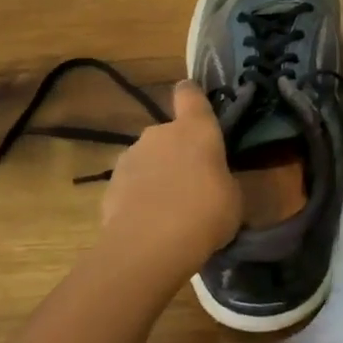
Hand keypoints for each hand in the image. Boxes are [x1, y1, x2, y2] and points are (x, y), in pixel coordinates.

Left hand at [97, 83, 241, 276]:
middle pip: (170, 133)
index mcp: (196, 128)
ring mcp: (130, 157)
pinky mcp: (110, 186)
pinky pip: (131, 185)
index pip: (190, 94)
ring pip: (148, 159)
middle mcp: (160, 133)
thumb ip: (222, 179)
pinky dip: (139, 197)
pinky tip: (149, 223)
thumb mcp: (233, 197)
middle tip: (192, 181)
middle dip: (178, 151)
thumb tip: (214, 182)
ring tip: (169, 208)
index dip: (192, 96)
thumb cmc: (205, 212)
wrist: (149, 248)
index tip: (195, 104)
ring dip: (157, 174)